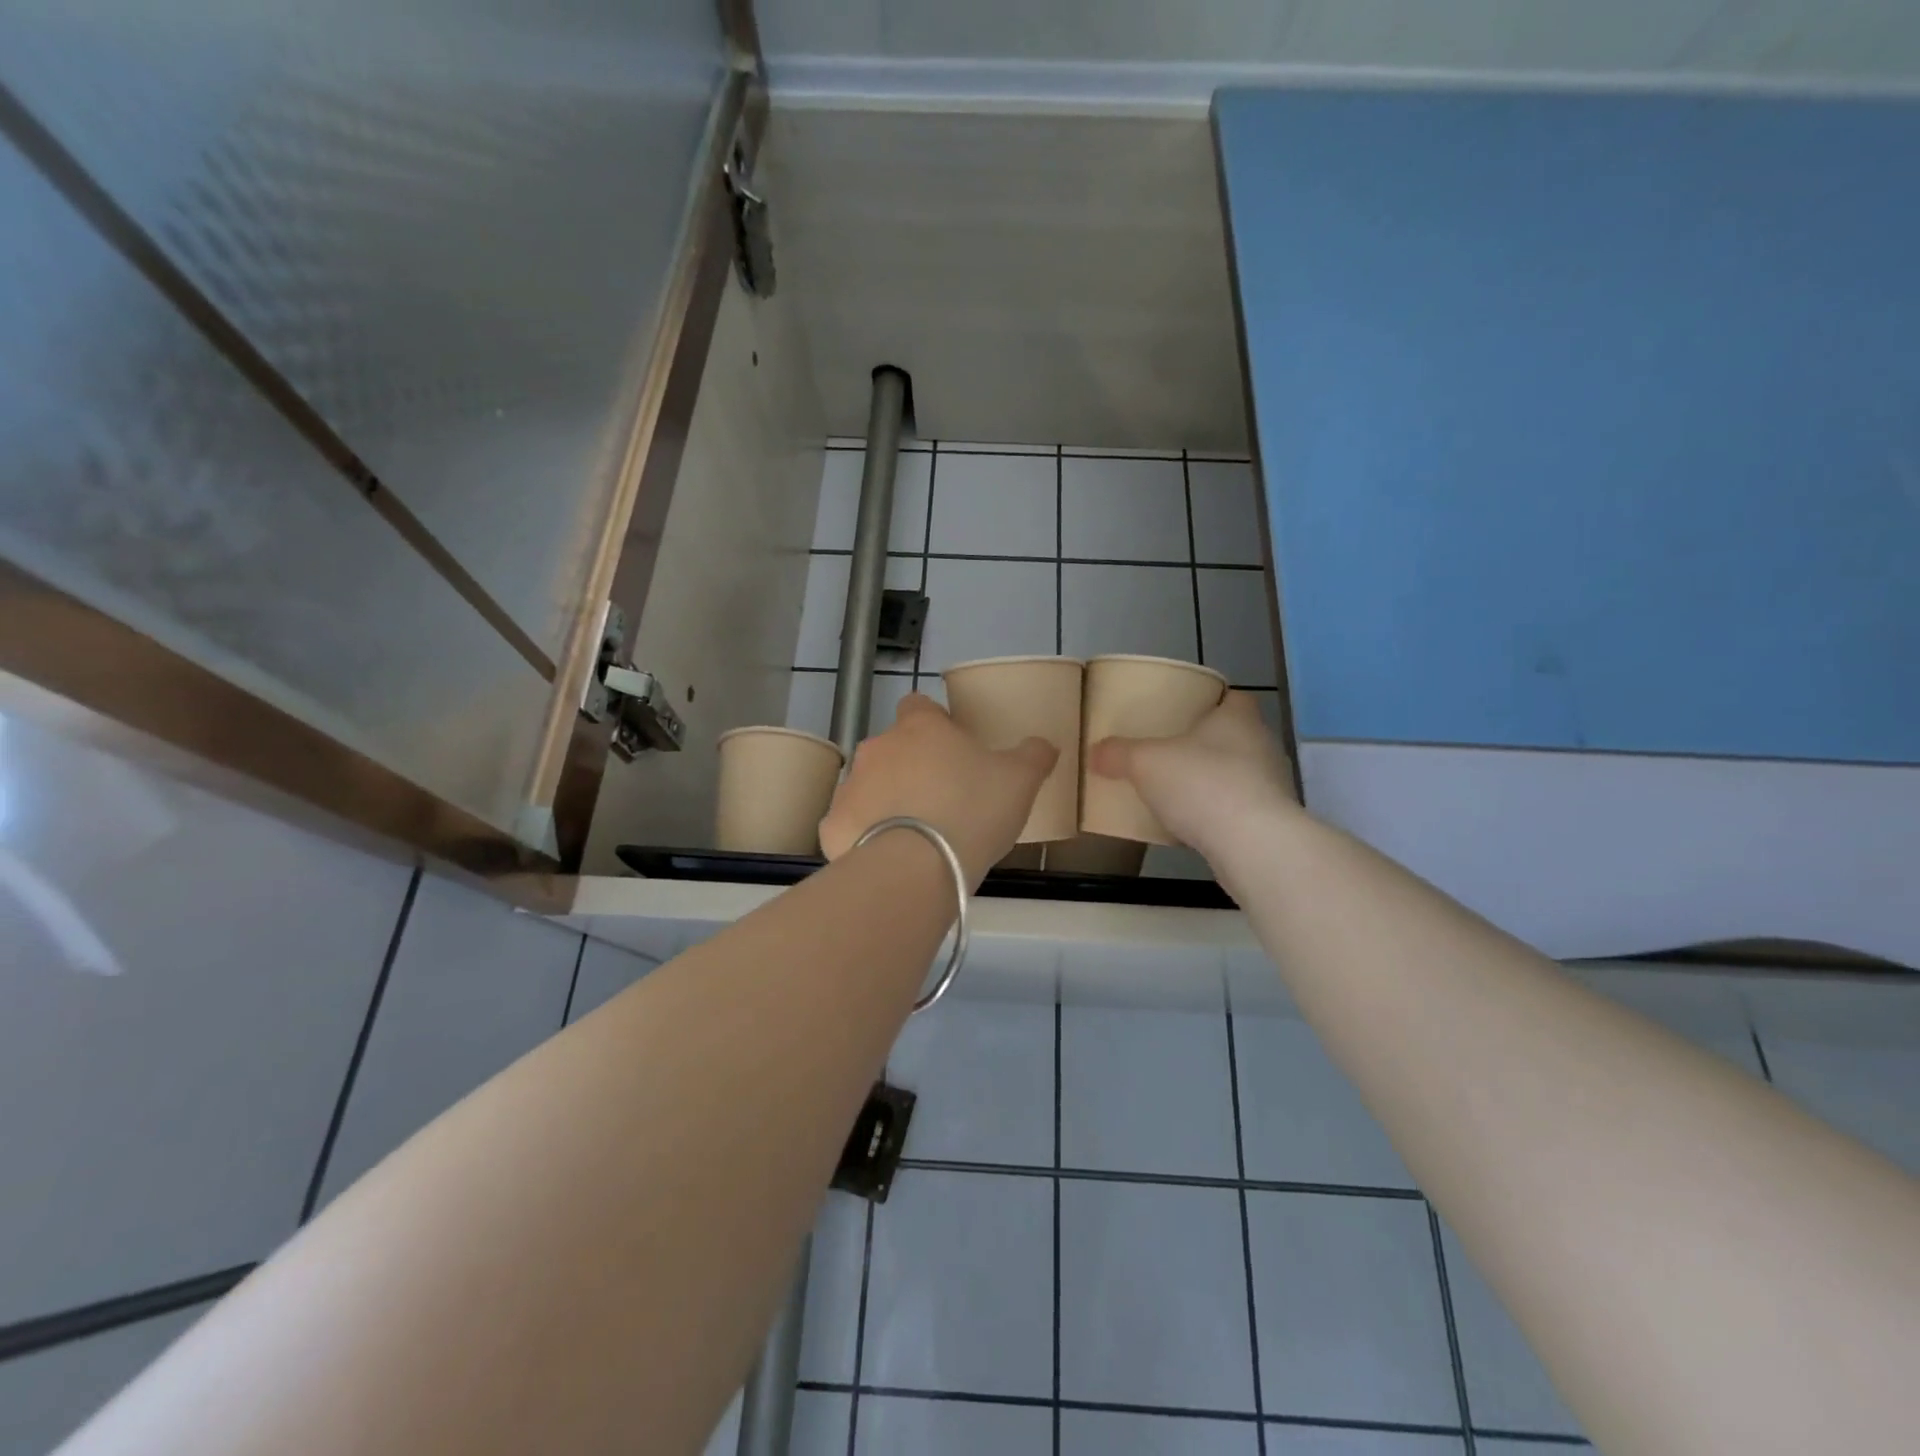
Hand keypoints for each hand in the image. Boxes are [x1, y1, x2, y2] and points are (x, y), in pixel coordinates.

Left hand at [820, 694, 1058, 886]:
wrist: (916, 866)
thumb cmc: (971, 810)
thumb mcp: (1020, 781)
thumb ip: (1033, 756)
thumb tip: (1043, 745)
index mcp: (920, 727)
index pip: (919, 705)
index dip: (935, 722)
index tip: (953, 748)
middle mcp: (878, 747)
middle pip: (894, 748)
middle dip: (912, 767)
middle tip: (943, 799)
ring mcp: (850, 786)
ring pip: (870, 785)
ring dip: (888, 800)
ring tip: (918, 834)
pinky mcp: (832, 826)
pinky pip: (852, 825)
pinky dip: (866, 836)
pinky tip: (889, 858)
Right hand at [1086, 692, 1298, 855]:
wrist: (1251, 844)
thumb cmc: (1201, 784)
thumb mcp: (1145, 763)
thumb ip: (1118, 754)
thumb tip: (1095, 752)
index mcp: (1239, 718)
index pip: (1234, 698)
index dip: (1212, 702)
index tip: (1186, 713)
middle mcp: (1263, 745)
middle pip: (1235, 737)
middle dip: (1206, 745)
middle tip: (1172, 753)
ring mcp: (1273, 785)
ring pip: (1239, 774)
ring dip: (1214, 781)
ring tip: (1179, 792)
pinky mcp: (1272, 821)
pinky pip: (1240, 809)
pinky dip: (1219, 814)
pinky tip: (1193, 827)